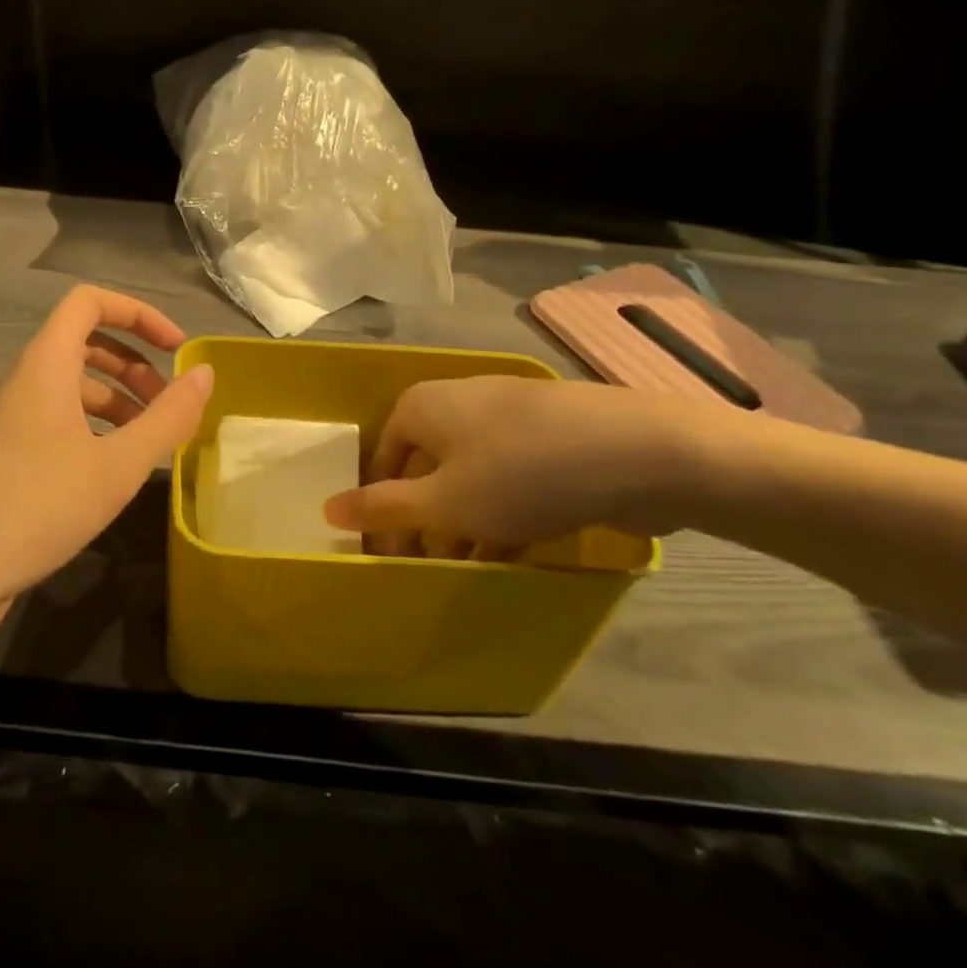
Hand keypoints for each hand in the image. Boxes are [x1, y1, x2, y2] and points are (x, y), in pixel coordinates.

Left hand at [0, 286, 212, 651]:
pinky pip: (57, 417)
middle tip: (168, 402)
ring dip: (117, 398)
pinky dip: (94, 426)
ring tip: (152, 439)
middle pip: (84, 342)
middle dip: (134, 362)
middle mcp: (23, 378)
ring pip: (72, 384)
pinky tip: (116, 467)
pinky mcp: (4, 450)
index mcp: (44, 364)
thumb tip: (205, 374)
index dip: (138, 313)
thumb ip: (168, 417)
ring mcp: (9, 416)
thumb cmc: (36, 508)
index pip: (89, 302)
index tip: (176, 348)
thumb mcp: (116, 466)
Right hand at [322, 376, 710, 552]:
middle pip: (424, 465)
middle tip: (429, 568)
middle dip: (424, 518)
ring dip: (463, 519)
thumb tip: (327, 507)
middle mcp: (457, 400)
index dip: (380, 507)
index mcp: (421, 406)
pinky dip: (501, 507)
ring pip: (468, 472)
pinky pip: (507, 472)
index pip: (382, 458)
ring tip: (471, 567)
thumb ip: (383, 507)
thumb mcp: (444, 502)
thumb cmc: (521, 474)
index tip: (390, 554)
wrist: (639, 450)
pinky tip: (514, 546)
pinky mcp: (549, 431)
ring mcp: (507, 412)